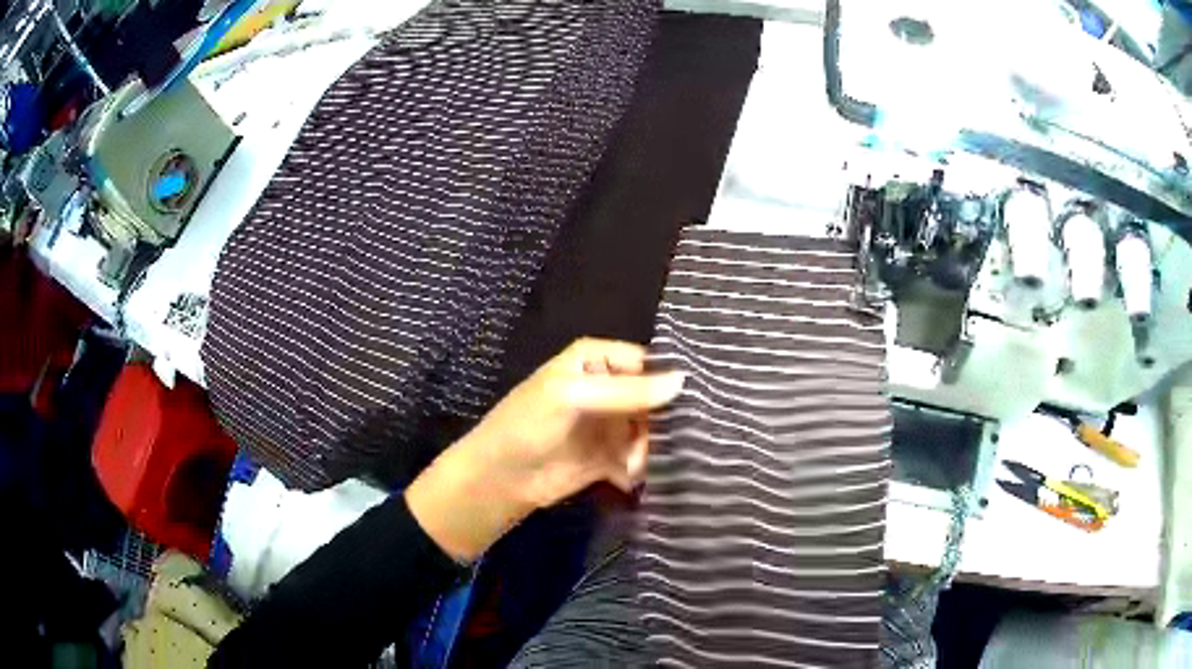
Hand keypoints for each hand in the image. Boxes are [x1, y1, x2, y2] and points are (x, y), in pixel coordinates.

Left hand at [405, 338, 684, 561]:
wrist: (499, 480)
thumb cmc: (528, 425)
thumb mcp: (573, 398)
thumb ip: (627, 391)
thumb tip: (683, 380)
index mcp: (596, 360)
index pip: (647, 361)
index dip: (670, 379)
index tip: (697, 399)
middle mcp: (608, 388)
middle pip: (654, 399)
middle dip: (663, 422)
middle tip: (672, 441)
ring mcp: (610, 424)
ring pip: (650, 432)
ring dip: (650, 450)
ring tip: (635, 465)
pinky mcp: (610, 457)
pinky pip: (638, 458)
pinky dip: (640, 469)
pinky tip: (630, 478)